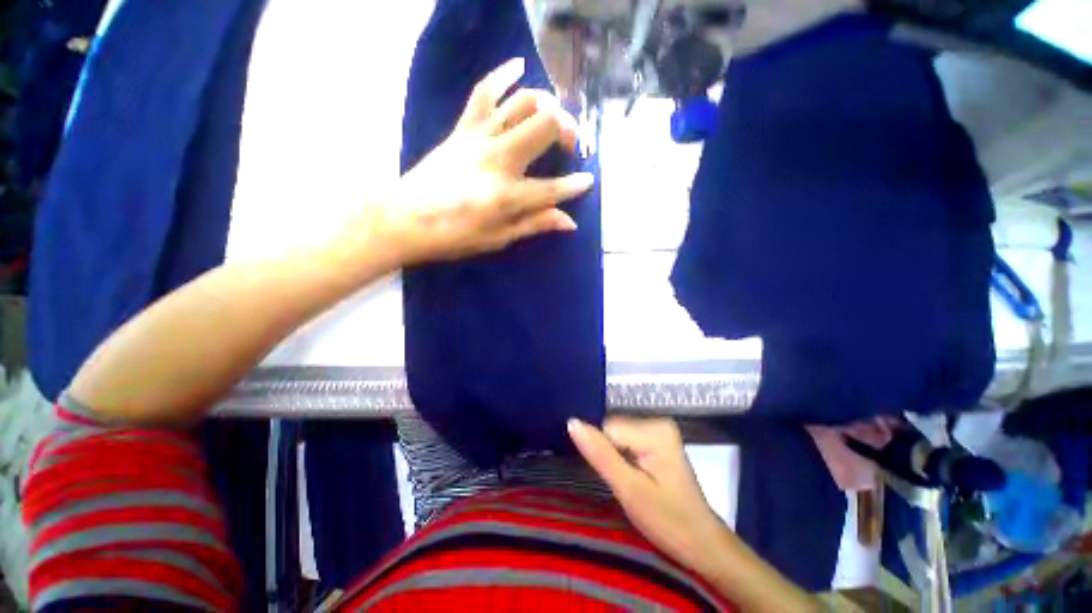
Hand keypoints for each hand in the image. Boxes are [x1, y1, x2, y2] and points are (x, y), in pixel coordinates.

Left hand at [388, 58, 594, 263]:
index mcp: (508, 195)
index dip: (575, 185)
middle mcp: (498, 159)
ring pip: (522, 103)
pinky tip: (519, 66)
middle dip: (567, 130)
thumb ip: (535, 224)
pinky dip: (503, 75)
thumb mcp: (498, 239)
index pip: (553, 188)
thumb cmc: (454, 235)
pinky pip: (485, 92)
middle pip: (544, 126)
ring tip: (554, 117)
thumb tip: (569, 222)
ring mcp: (479, 138)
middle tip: (570, 145)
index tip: (587, 181)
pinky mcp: (463, 128)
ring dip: (546, 105)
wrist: (405, 218)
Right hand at [567, 417, 731, 577]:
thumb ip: (600, 454)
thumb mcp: (629, 490)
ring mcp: (658, 431)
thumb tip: (572, 422)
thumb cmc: (669, 521)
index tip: (612, 478)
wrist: (702, 545)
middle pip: (613, 430)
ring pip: (617, 437)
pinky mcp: (657, 442)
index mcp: (655, 429)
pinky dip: (622, 459)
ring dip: (615, 459)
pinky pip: (626, 442)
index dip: (602, 453)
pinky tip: (632, 477)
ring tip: (628, 482)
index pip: (608, 428)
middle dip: (609, 456)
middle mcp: (657, 422)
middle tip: (623, 484)